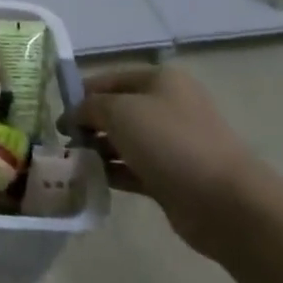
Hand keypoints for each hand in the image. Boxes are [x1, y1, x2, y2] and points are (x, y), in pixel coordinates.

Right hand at [68, 63, 265, 257]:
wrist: (225, 202)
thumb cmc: (171, 142)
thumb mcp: (120, 111)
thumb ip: (90, 107)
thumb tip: (75, 115)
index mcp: (160, 80)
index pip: (110, 79)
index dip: (81, 93)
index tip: (56, 114)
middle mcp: (168, 107)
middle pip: (117, 110)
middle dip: (89, 123)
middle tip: (63, 141)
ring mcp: (172, 144)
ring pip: (124, 141)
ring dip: (98, 149)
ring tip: (72, 161)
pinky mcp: (172, 177)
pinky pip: (133, 169)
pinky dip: (112, 172)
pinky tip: (90, 179)